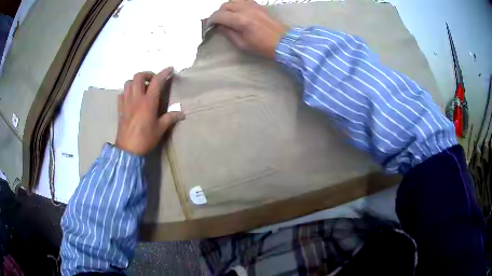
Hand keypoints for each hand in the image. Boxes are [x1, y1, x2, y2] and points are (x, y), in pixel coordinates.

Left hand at [115, 67, 184, 154]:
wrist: (128, 150)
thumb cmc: (145, 139)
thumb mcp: (160, 129)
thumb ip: (170, 118)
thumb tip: (182, 114)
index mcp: (148, 102)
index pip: (157, 81)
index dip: (164, 72)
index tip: (170, 69)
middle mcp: (136, 98)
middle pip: (139, 76)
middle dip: (147, 74)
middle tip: (153, 81)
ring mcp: (126, 102)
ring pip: (128, 82)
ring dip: (136, 81)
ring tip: (142, 88)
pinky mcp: (120, 108)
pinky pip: (122, 93)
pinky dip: (127, 91)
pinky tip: (131, 97)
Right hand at [209, 0, 286, 58]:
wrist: (283, 41)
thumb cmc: (262, 46)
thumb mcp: (241, 44)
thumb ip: (228, 33)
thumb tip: (218, 26)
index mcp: (241, 21)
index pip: (219, 15)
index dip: (211, 20)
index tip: (210, 25)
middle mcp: (246, 9)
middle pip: (225, 5)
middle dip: (218, 13)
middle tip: (219, 21)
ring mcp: (253, 5)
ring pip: (233, 0)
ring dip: (227, 7)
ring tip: (228, 15)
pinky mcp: (259, 5)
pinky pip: (243, 0)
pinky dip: (237, 3)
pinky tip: (237, 11)